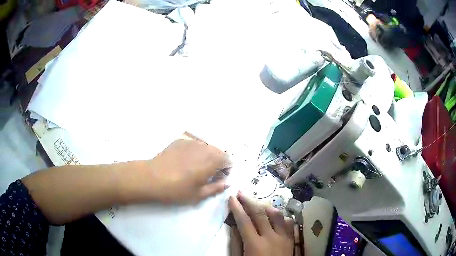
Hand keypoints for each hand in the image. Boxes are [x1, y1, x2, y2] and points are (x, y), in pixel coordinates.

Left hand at [120, 139, 230, 203]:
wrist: (151, 178)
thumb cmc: (176, 190)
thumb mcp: (198, 195)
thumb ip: (216, 188)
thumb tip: (227, 183)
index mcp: (211, 161)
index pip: (228, 160)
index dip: (227, 169)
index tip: (219, 178)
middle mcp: (204, 148)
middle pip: (218, 151)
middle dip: (218, 161)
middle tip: (209, 174)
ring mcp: (191, 143)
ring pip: (206, 147)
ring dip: (207, 156)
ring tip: (197, 167)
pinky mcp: (180, 141)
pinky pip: (194, 145)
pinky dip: (196, 151)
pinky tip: (185, 161)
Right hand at [229, 193, 293, 255]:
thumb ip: (236, 243)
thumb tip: (233, 225)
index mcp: (255, 244)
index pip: (244, 221)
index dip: (237, 208)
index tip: (231, 198)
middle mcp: (271, 237)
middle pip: (260, 214)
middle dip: (249, 201)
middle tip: (241, 192)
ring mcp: (284, 237)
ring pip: (277, 214)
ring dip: (265, 206)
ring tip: (257, 202)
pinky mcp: (291, 239)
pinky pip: (288, 222)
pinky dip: (280, 216)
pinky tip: (274, 215)